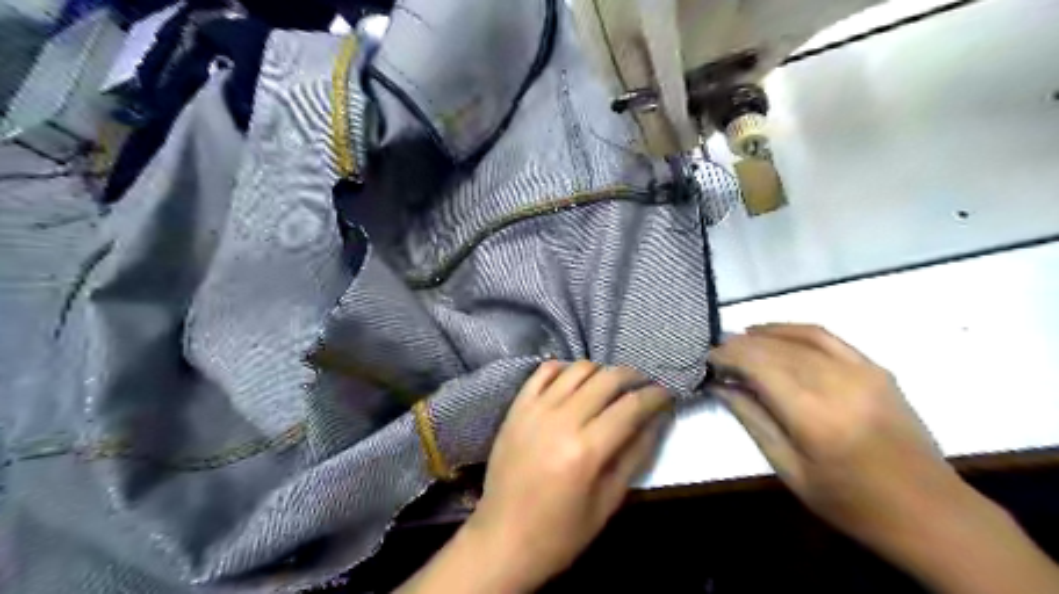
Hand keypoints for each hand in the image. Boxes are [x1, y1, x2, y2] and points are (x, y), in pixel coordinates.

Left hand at [470, 361, 672, 591]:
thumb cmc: (560, 533)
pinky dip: (565, 368)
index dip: (655, 396)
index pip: (630, 406)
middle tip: (644, 385)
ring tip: (611, 385)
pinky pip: (544, 371)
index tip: (666, 393)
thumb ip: (635, 456)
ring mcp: (535, 409)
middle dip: (633, 376)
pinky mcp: (516, 407)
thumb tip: (657, 420)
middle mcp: (561, 420)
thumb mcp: (608, 502)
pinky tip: (575, 381)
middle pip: (607, 379)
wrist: (502, 538)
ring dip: (601, 371)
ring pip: (577, 369)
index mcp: (586, 450)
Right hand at [705, 324, 966, 551]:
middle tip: (715, 353)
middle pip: (774, 349)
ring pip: (796, 338)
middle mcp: (837, 383)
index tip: (706, 360)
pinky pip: (825, 337)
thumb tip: (720, 386)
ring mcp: (860, 371)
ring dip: (760, 335)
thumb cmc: (850, 501)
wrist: (929, 510)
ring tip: (735, 340)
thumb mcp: (789, 469)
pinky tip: (771, 332)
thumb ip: (752, 420)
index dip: (727, 357)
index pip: (758, 366)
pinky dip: (793, 329)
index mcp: (814, 415)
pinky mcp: (874, 368)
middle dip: (738, 346)